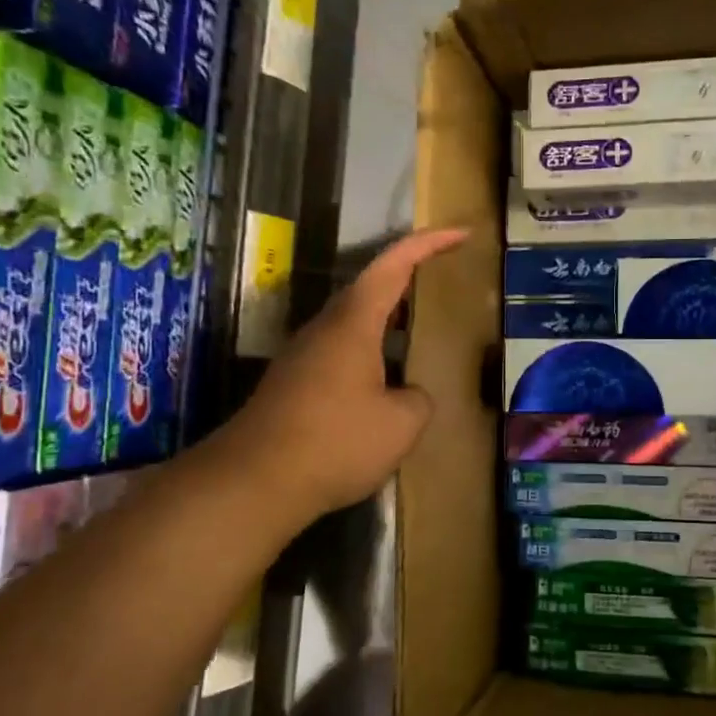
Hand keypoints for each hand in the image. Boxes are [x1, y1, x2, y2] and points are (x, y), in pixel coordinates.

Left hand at [217, 228, 468, 524]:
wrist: (254, 482)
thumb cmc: (335, 442)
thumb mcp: (401, 424)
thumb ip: (418, 399)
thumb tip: (408, 394)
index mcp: (353, 323)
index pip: (394, 266)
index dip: (429, 244)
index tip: (461, 233)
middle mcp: (324, 329)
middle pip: (370, 289)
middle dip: (408, 279)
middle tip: (442, 281)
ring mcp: (304, 356)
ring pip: (354, 323)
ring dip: (388, 321)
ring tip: (420, 333)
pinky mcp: (294, 385)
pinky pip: (342, 353)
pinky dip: (372, 353)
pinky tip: (385, 383)